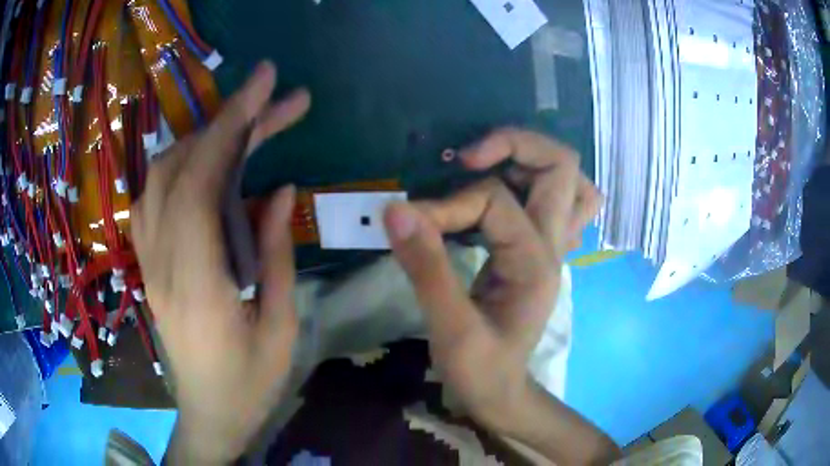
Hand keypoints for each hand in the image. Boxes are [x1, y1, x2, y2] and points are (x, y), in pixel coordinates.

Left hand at [131, 62, 310, 462]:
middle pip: (181, 166)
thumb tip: (280, 188)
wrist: (209, 415)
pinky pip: (154, 197)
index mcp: (197, 281)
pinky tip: (210, 167)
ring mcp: (150, 260)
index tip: (265, 82)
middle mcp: (162, 260)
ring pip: (161, 175)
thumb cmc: (250, 384)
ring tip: (250, 132)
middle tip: (280, 101)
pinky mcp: (150, 263)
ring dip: (205, 140)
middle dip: (230, 122)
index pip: (201, 179)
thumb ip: (274, 254)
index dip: (232, 122)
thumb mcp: (279, 327)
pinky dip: (183, 166)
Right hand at [384, 129, 601, 435]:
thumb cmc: (479, 369)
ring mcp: (552, 245)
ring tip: (488, 163)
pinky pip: (558, 201)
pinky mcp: (540, 250)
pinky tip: (503, 190)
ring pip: (569, 180)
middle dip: (516, 145)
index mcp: (535, 262)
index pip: (494, 200)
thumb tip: (396, 209)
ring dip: (532, 160)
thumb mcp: (449, 327)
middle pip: (561, 167)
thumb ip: (426, 267)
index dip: (447, 203)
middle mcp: (552, 244)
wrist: (500, 391)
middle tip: (469, 156)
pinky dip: (535, 182)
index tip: (410, 222)